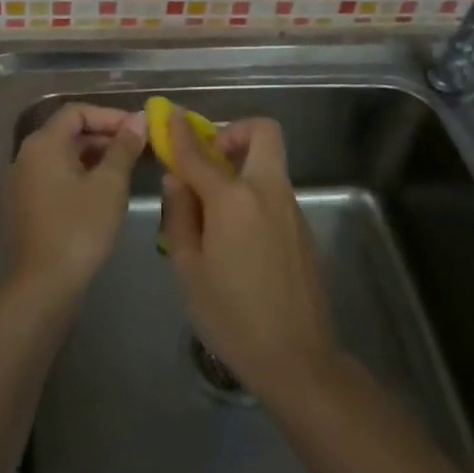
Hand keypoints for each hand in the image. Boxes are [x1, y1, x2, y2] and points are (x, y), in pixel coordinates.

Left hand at [6, 103, 147, 303]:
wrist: (43, 285)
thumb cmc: (79, 228)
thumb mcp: (109, 184)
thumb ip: (124, 147)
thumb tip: (139, 119)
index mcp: (43, 144)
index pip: (77, 112)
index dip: (110, 116)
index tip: (139, 129)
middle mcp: (27, 156)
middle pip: (69, 132)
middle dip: (105, 135)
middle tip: (139, 148)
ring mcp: (24, 181)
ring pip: (64, 155)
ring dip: (96, 156)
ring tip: (128, 168)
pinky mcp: (28, 204)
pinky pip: (57, 176)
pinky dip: (82, 174)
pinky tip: (106, 191)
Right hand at [158, 113, 339, 402]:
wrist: (296, 357)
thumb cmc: (231, 315)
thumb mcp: (188, 268)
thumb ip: (180, 216)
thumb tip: (177, 180)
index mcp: (233, 200)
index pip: (200, 153)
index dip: (181, 132)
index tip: (171, 115)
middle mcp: (267, 192)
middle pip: (263, 132)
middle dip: (234, 133)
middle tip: (210, 161)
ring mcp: (291, 208)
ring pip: (269, 162)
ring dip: (242, 165)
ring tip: (214, 207)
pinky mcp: (302, 228)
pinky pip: (274, 191)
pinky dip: (253, 192)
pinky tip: (237, 235)